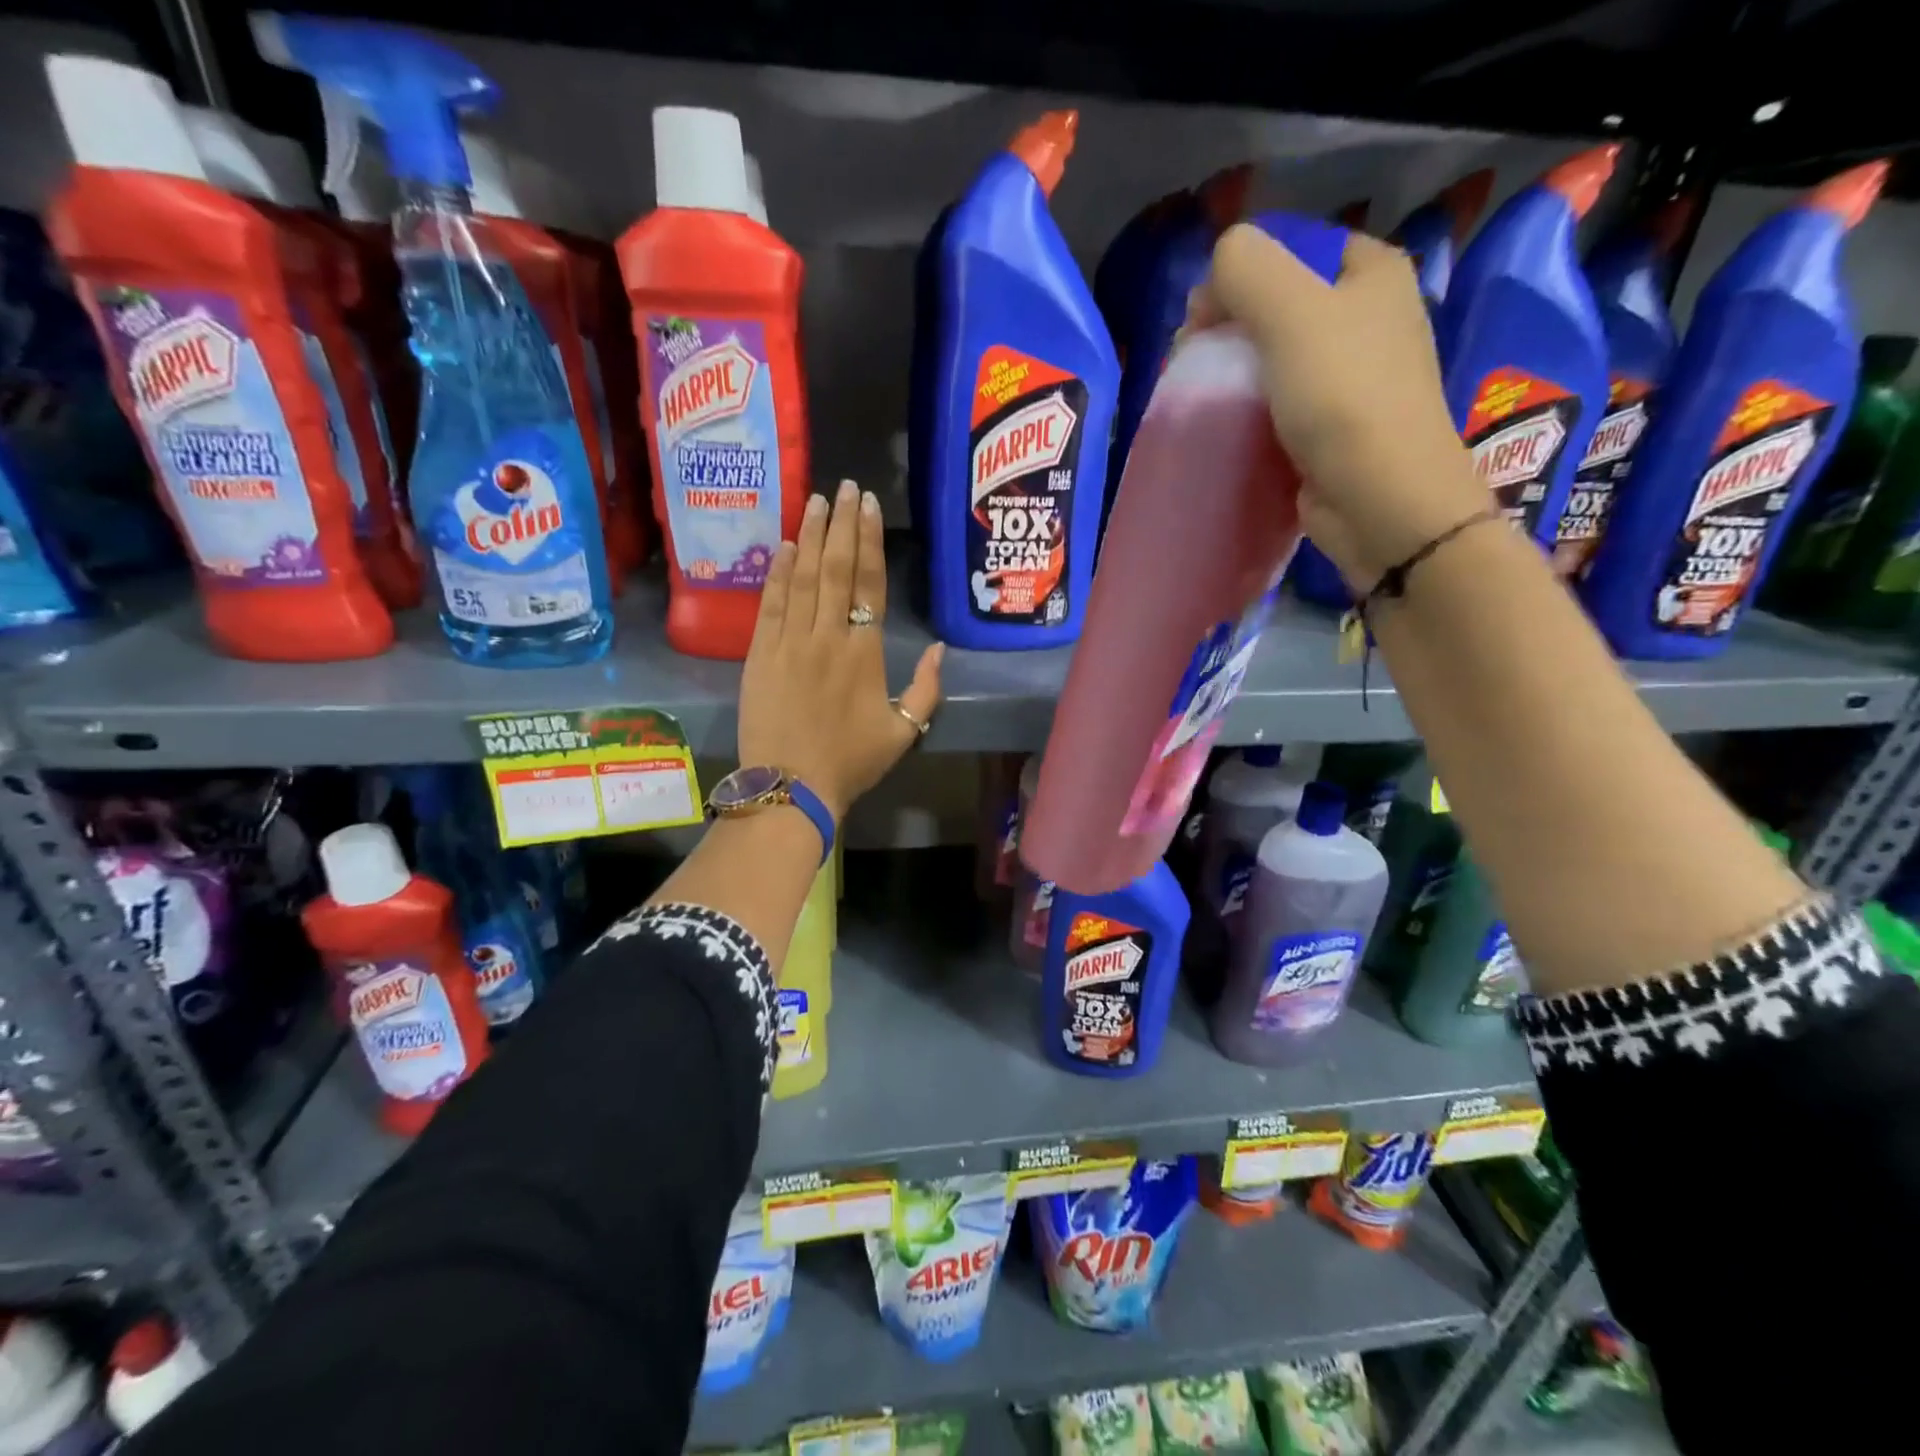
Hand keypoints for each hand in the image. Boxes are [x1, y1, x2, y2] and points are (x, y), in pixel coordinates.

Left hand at [737, 480, 943, 820]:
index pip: (868, 584)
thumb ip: (926, 689)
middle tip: (845, 487)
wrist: (791, 786)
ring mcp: (789, 642)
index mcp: (864, 653)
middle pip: (835, 569)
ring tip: (815, 501)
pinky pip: (770, 603)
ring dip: (809, 536)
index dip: (868, 540)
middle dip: (840, 524)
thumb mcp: (904, 733)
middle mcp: (827, 636)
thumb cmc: (851, 761)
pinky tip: (783, 545)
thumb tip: (940, 649)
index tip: (868, 506)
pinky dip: (777, 572)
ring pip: (801, 578)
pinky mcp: (759, 653)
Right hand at [1187, 224, 1488, 589]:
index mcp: (1372, 273)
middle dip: (1231, 327)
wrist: (1380, 498)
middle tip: (1196, 360)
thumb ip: (1246, 269)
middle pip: (1281, 304)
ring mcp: (1354, 377)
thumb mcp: (1291, 311)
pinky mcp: (1336, 427)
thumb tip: (1217, 267)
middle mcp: (1369, 317)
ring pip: (1278, 357)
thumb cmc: (1342, 397)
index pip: (1292, 249)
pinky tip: (1231, 426)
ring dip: (1236, 373)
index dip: (1242, 274)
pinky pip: (1283, 403)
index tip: (1203, 318)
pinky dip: (1253, 410)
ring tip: (1205, 397)